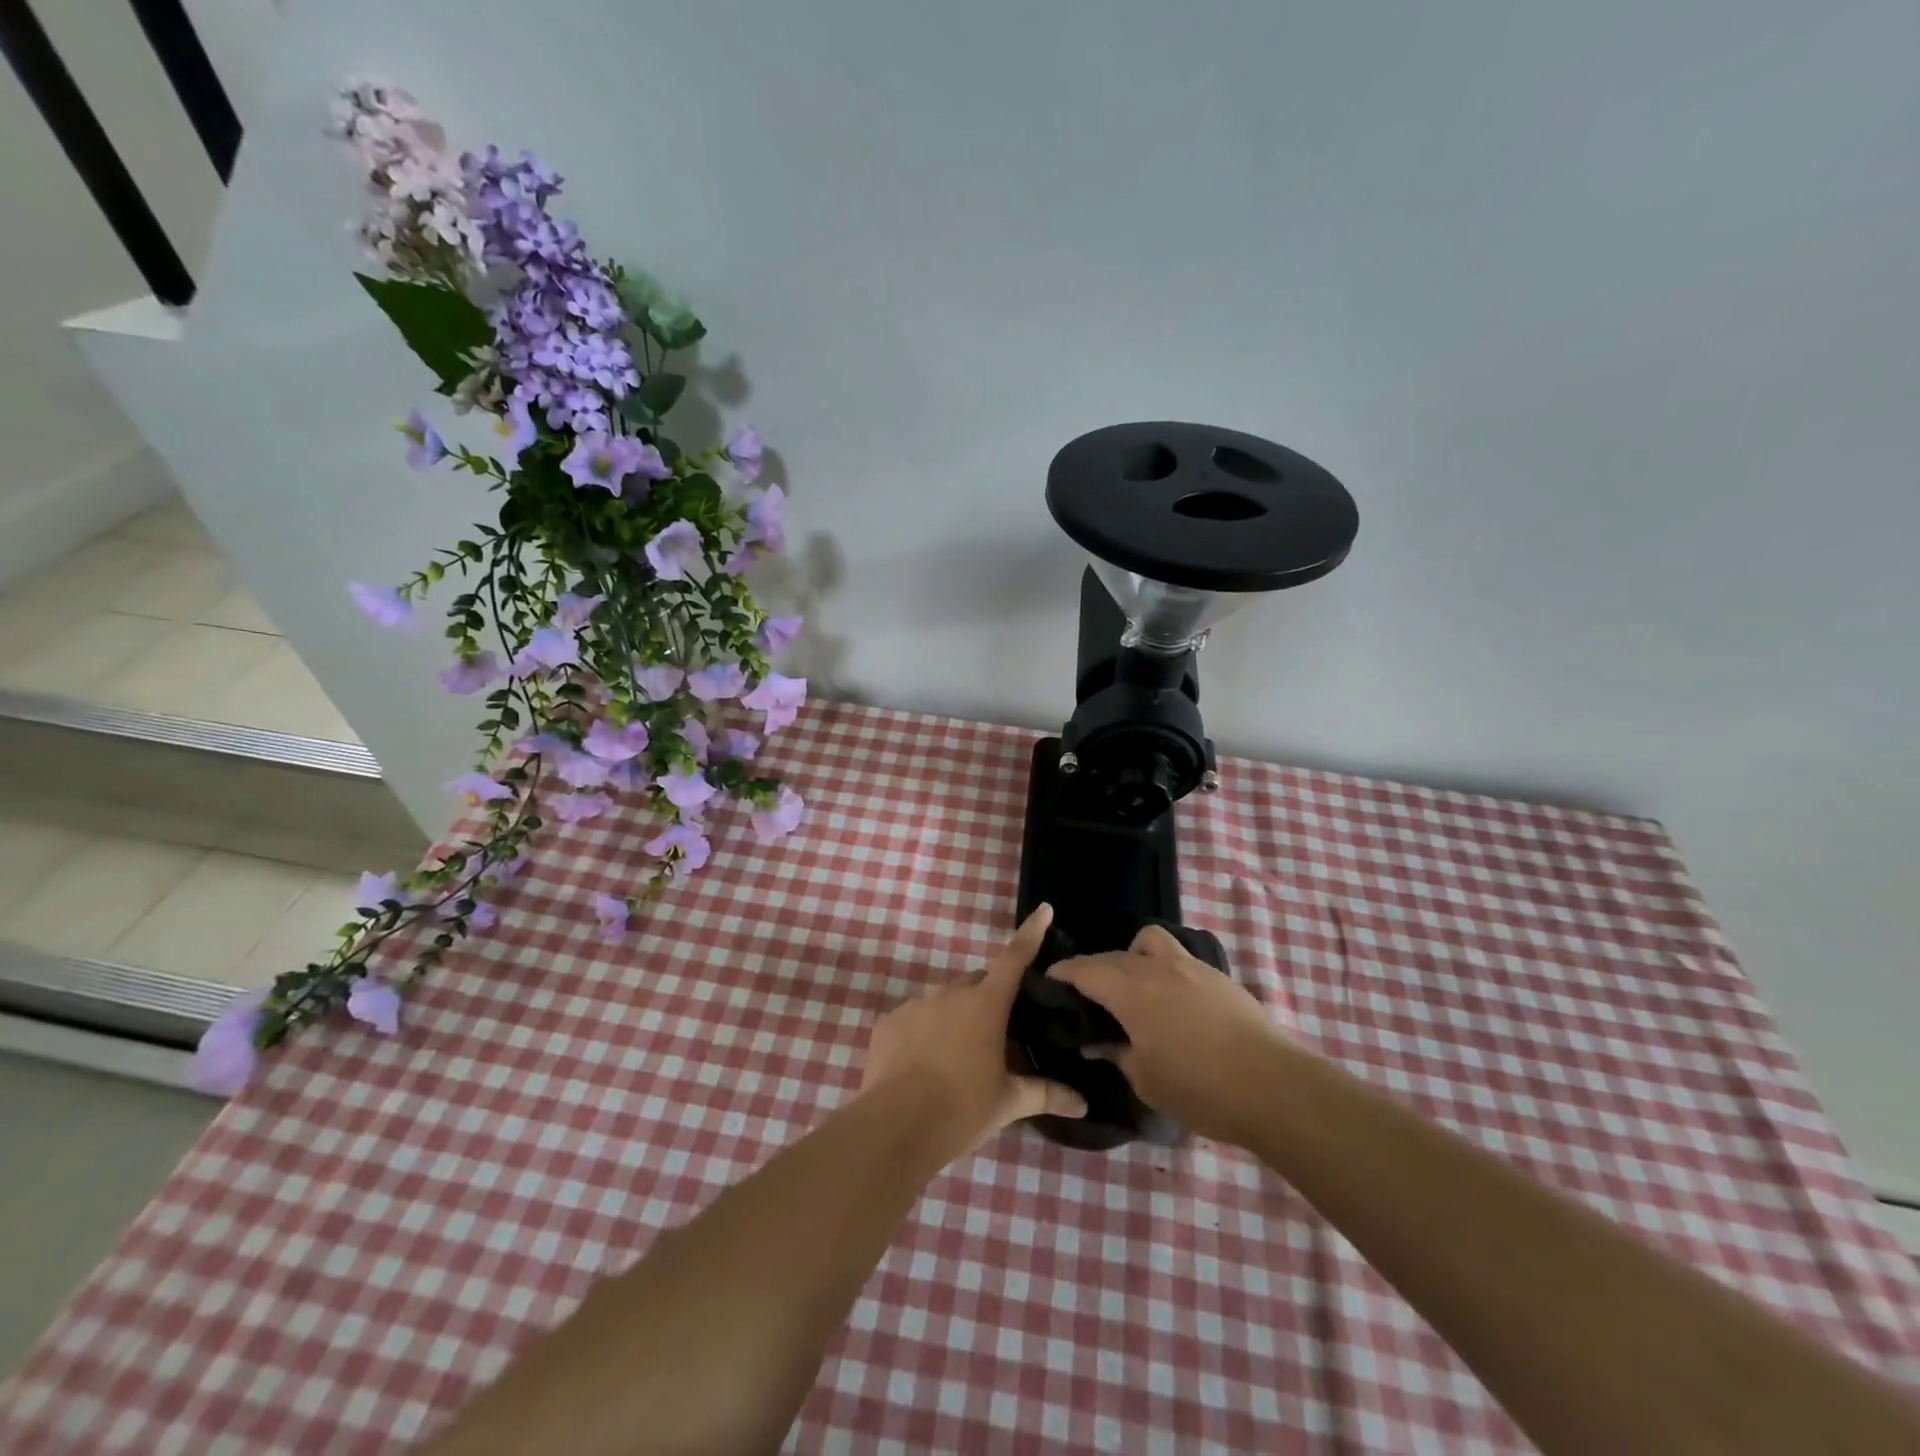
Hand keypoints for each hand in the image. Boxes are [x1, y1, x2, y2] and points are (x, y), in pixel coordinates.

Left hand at [861, 904, 1087, 1153]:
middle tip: (997, 1032)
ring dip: (956, 1016)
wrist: (895, 1127)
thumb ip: (1045, 1094)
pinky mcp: (888, 1022)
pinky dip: (924, 1032)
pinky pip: (914, 1018)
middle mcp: (950, 993)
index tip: (1042, 909)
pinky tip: (923, 1064)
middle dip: (989, 997)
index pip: (1014, 958)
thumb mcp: (1008, 1102)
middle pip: (977, 982)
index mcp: (986, 1004)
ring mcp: (916, 1004)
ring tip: (957, 1056)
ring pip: (943, 1000)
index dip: (1030, 932)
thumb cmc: (962, 1108)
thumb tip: (1082, 1103)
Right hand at [1047, 925, 1288, 1145]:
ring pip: (1150, 941)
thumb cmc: (1201, 1089)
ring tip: (1134, 985)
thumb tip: (1099, 1041)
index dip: (1063, 972)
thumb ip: (1118, 1053)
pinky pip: (1179, 957)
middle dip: (1093, 968)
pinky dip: (1163, 968)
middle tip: (1086, 993)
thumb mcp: (1146, 1081)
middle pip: (1114, 955)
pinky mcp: (1218, 977)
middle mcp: (1157, 968)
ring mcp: (1191, 967)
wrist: (1274, 1087)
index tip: (1049, 979)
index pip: (1086, 969)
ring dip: (1132, 955)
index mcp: (1132, 992)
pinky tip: (1171, 1000)